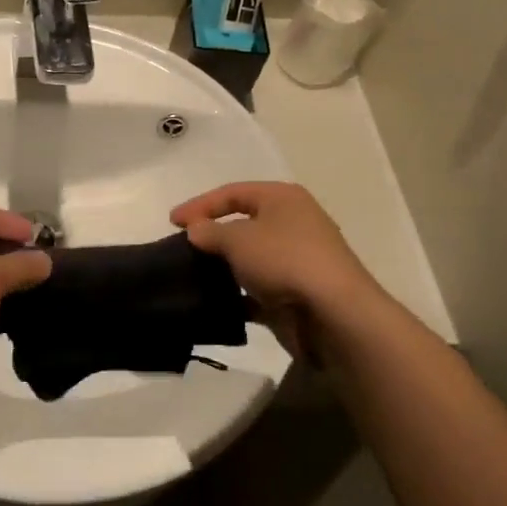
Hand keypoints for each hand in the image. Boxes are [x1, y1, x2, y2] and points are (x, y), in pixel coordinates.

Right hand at [171, 182, 384, 362]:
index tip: (172, 222)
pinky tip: (216, 304)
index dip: (200, 204)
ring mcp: (298, 260)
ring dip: (225, 266)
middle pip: (244, 223)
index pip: (233, 192)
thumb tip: (195, 230)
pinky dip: (238, 295)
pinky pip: (259, 290)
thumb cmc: (285, 260)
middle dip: (213, 235)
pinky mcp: (296, 293)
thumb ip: (210, 232)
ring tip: (194, 276)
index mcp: (283, 198)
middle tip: (183, 248)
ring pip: (252, 258)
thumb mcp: (238, 239)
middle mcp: (293, 223)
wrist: (334, 313)